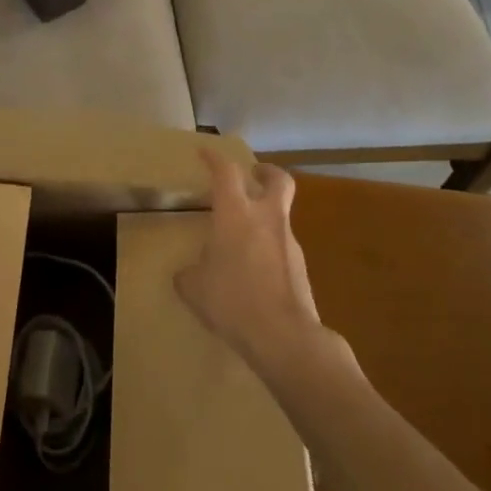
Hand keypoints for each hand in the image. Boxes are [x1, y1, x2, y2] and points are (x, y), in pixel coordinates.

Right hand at [176, 151, 325, 371]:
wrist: (285, 337)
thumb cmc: (232, 300)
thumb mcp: (194, 287)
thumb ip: (190, 272)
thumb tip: (190, 272)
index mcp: (236, 214)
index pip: (226, 172)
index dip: (214, 158)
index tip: (205, 153)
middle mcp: (266, 219)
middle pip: (278, 180)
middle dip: (266, 172)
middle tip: (252, 175)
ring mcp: (289, 243)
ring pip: (279, 217)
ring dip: (264, 218)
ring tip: (241, 240)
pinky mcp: (301, 269)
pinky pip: (281, 248)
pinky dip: (268, 250)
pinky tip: (253, 273)